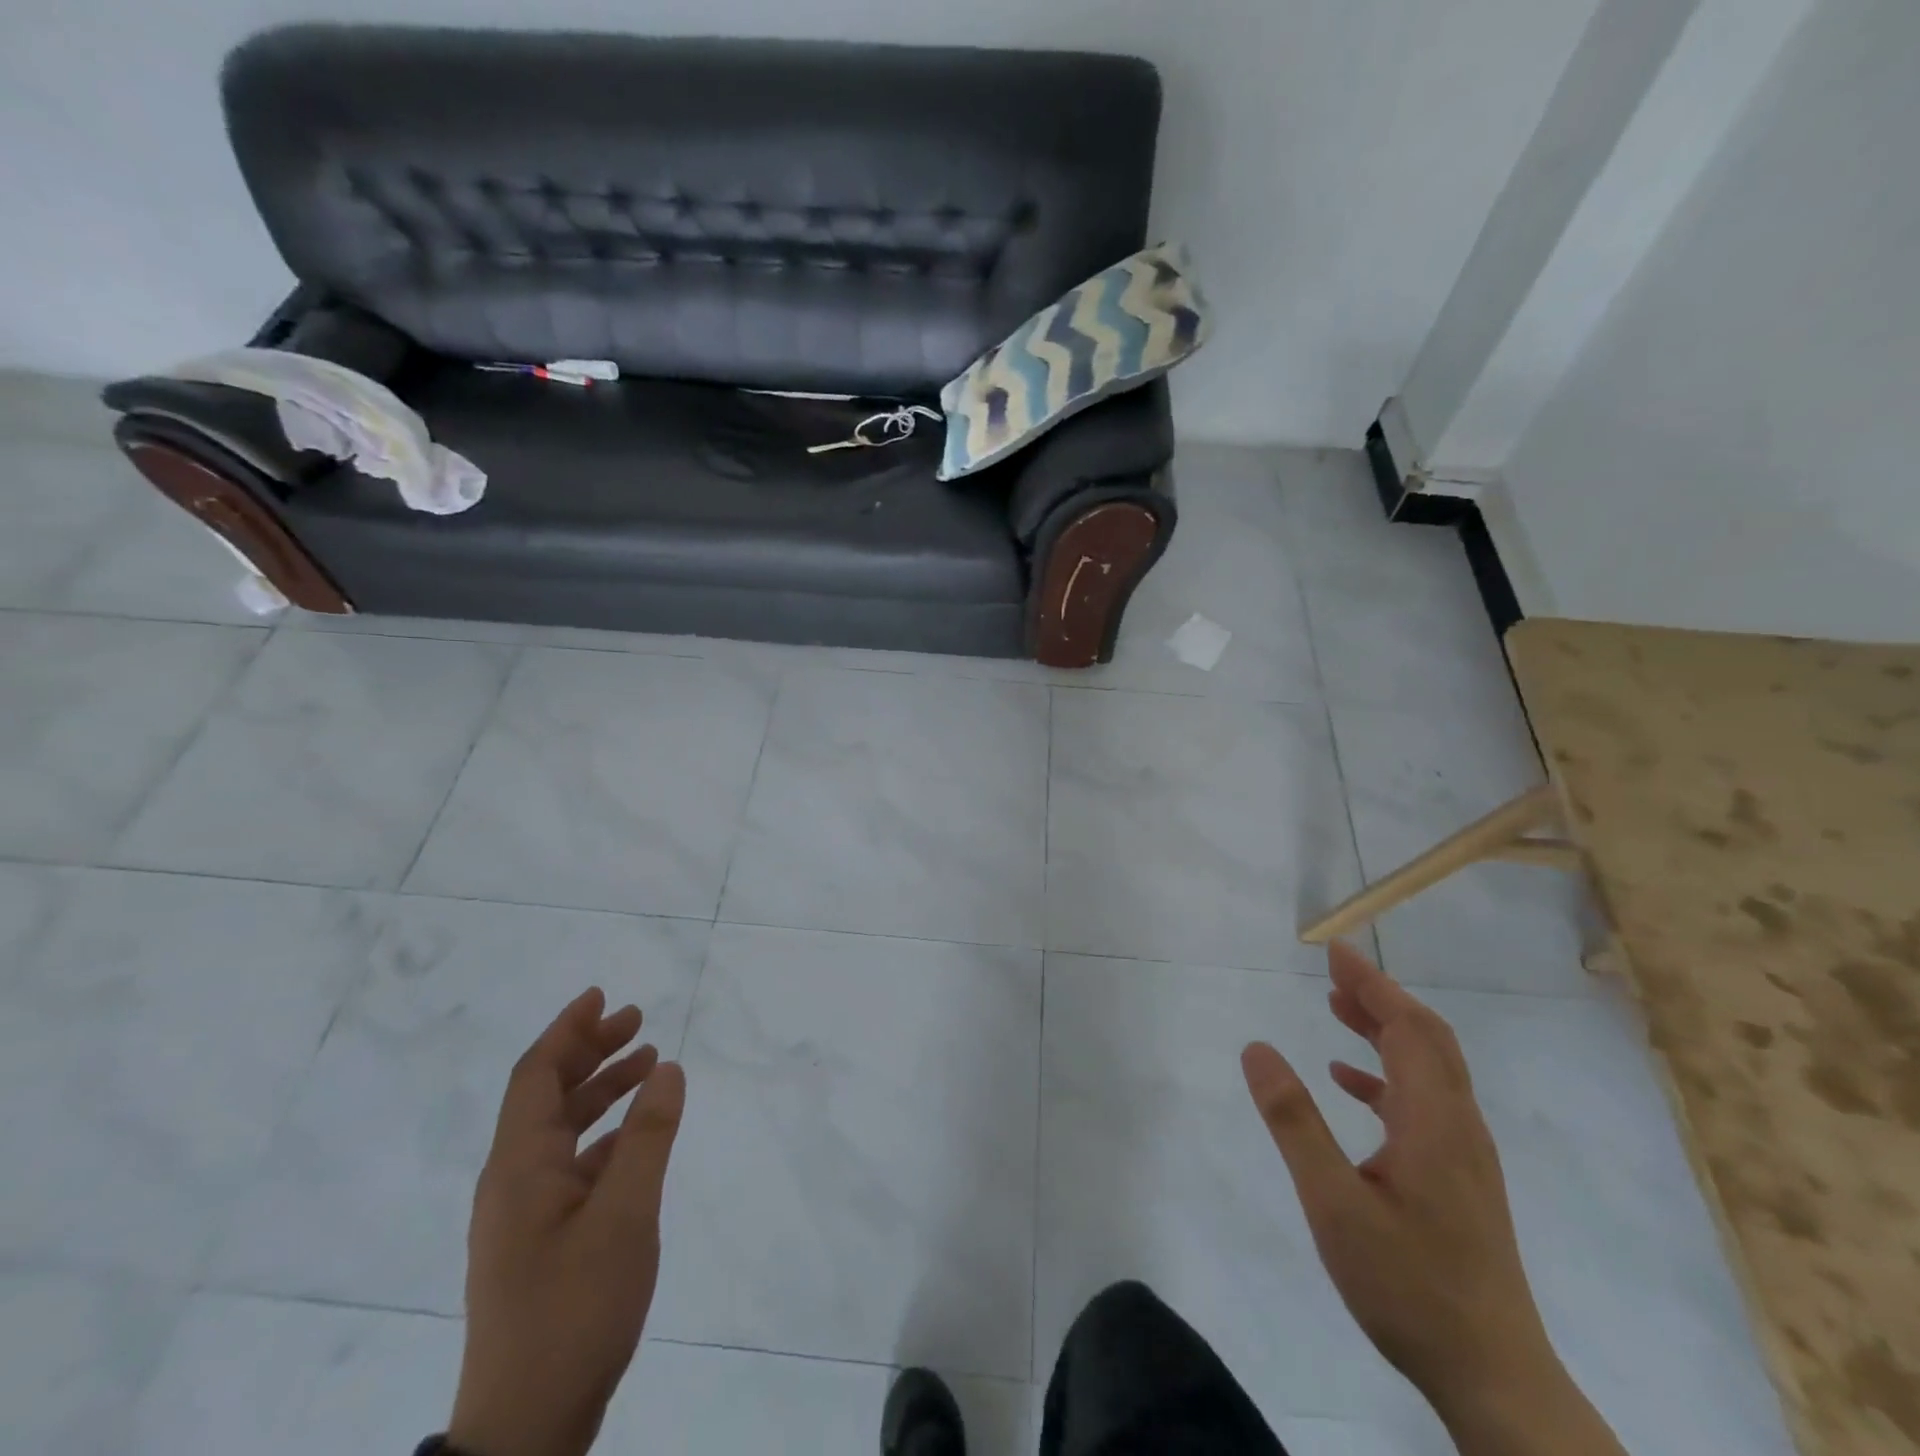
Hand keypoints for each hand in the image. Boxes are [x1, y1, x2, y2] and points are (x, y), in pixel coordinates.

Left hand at [447, 988, 685, 1455]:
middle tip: (638, 1021)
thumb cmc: (574, 1308)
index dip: (567, 1029)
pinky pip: (572, 1163)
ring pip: (561, 1129)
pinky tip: (637, 1135)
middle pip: (547, 1095)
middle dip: (590, 1051)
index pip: (535, 1075)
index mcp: (519, 1167)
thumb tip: (668, 1067)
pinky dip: (605, 1134)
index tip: (602, 995)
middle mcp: (514, 1181)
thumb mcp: (625, 1215)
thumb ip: (649, 1136)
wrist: (528, 1425)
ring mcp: (525, 1214)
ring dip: (601, 1090)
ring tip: (647, 1064)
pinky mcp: (541, 1240)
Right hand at [1242, 944, 1623, 1455]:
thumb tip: (1256, 1048)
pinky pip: (1424, 1102)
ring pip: (1429, 1068)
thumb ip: (1294, 1122)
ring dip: (1386, 1030)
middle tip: (1333, 970)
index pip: (1408, 1028)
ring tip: (1336, 1008)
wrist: (1494, 1377)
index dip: (1373, 984)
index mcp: (1434, 1121)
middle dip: (1381, 996)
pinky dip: (1386, 1075)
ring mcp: (1464, 1154)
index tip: (1336, 950)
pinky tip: (1348, 1083)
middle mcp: (1458, 1126)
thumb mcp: (1334, 1202)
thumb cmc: (1408, 1285)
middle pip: (1427, 1039)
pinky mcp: (1458, 1178)